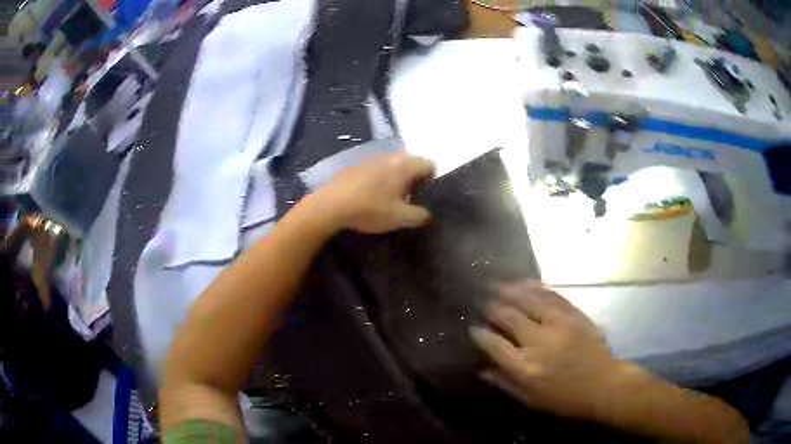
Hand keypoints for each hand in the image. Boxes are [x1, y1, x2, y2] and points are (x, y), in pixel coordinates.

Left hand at [319, 152, 434, 233]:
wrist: (331, 205)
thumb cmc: (370, 209)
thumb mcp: (401, 218)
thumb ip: (421, 215)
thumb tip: (430, 214)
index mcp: (405, 165)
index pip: (431, 165)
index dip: (432, 182)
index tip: (424, 198)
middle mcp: (391, 156)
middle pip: (412, 164)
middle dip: (415, 181)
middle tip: (409, 200)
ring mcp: (372, 158)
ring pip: (394, 166)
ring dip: (397, 179)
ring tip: (389, 200)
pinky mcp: (357, 165)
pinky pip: (378, 169)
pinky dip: (381, 179)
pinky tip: (371, 196)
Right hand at [470, 280, 627, 421]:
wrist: (603, 386)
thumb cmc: (565, 399)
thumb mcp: (531, 400)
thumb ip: (504, 383)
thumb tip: (481, 369)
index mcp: (525, 368)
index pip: (494, 344)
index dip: (480, 335)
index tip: (473, 328)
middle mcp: (539, 342)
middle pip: (509, 318)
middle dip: (493, 308)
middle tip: (484, 303)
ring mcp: (559, 325)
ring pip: (529, 300)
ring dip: (511, 291)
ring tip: (499, 285)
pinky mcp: (575, 315)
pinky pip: (553, 296)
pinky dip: (537, 287)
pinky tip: (527, 283)